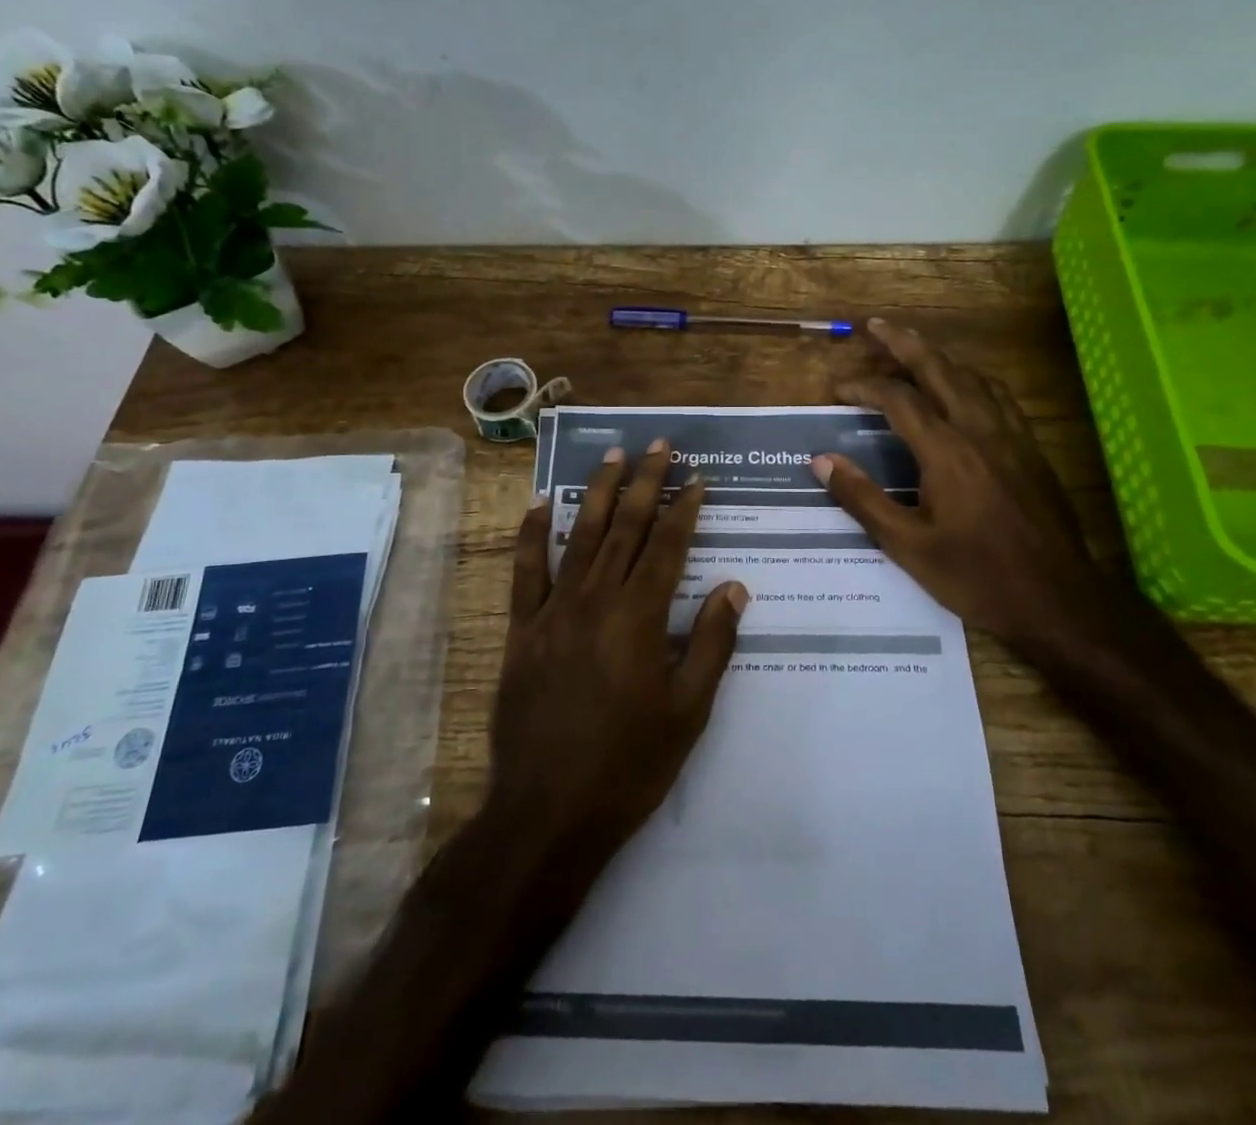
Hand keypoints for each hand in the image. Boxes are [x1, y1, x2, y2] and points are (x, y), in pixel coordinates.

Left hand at [492, 440, 748, 853]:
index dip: (685, 508)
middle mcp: (597, 600)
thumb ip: (711, 643)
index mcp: (641, 617)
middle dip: (645, 483)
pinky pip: (525, 572)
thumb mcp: (689, 711)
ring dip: (597, 493)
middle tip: (658, 445)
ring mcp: (554, 611)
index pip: (668, 546)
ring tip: (612, 455)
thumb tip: (733, 586)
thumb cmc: (629, 765)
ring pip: (579, 537)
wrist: (548, 812)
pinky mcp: (522, 630)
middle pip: (625, 528)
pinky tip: (540, 504)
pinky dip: (532, 535)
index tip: (697, 478)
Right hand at [810, 318, 1108, 666]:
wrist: (1058, 600)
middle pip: (940, 369)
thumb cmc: (976, 576)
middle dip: (905, 342)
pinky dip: (971, 379)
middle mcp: (980, 430)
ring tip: (914, 351)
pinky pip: (998, 396)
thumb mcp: (907, 546)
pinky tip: (965, 390)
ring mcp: (1012, 437)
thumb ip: (863, 498)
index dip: (864, 386)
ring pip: (973, 377)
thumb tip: (822, 460)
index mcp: (947, 451)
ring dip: (940, 357)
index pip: (898, 399)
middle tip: (876, 325)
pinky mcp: (1031, 450)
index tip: (837, 389)